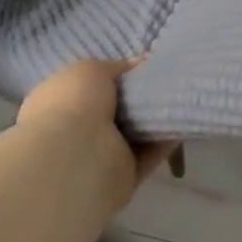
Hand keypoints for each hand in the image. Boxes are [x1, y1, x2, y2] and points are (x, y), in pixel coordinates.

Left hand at [16, 57, 179, 207]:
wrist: (76, 157)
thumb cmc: (74, 104)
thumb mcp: (91, 69)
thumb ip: (117, 67)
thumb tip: (139, 64)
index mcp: (58, 101)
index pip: (89, 87)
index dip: (116, 76)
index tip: (143, 67)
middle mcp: (76, 130)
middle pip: (115, 111)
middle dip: (139, 98)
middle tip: (167, 81)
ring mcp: (98, 156)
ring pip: (134, 133)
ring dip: (154, 119)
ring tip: (180, 98)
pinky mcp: (123, 178)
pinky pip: (149, 154)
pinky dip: (165, 140)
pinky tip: (183, 122)